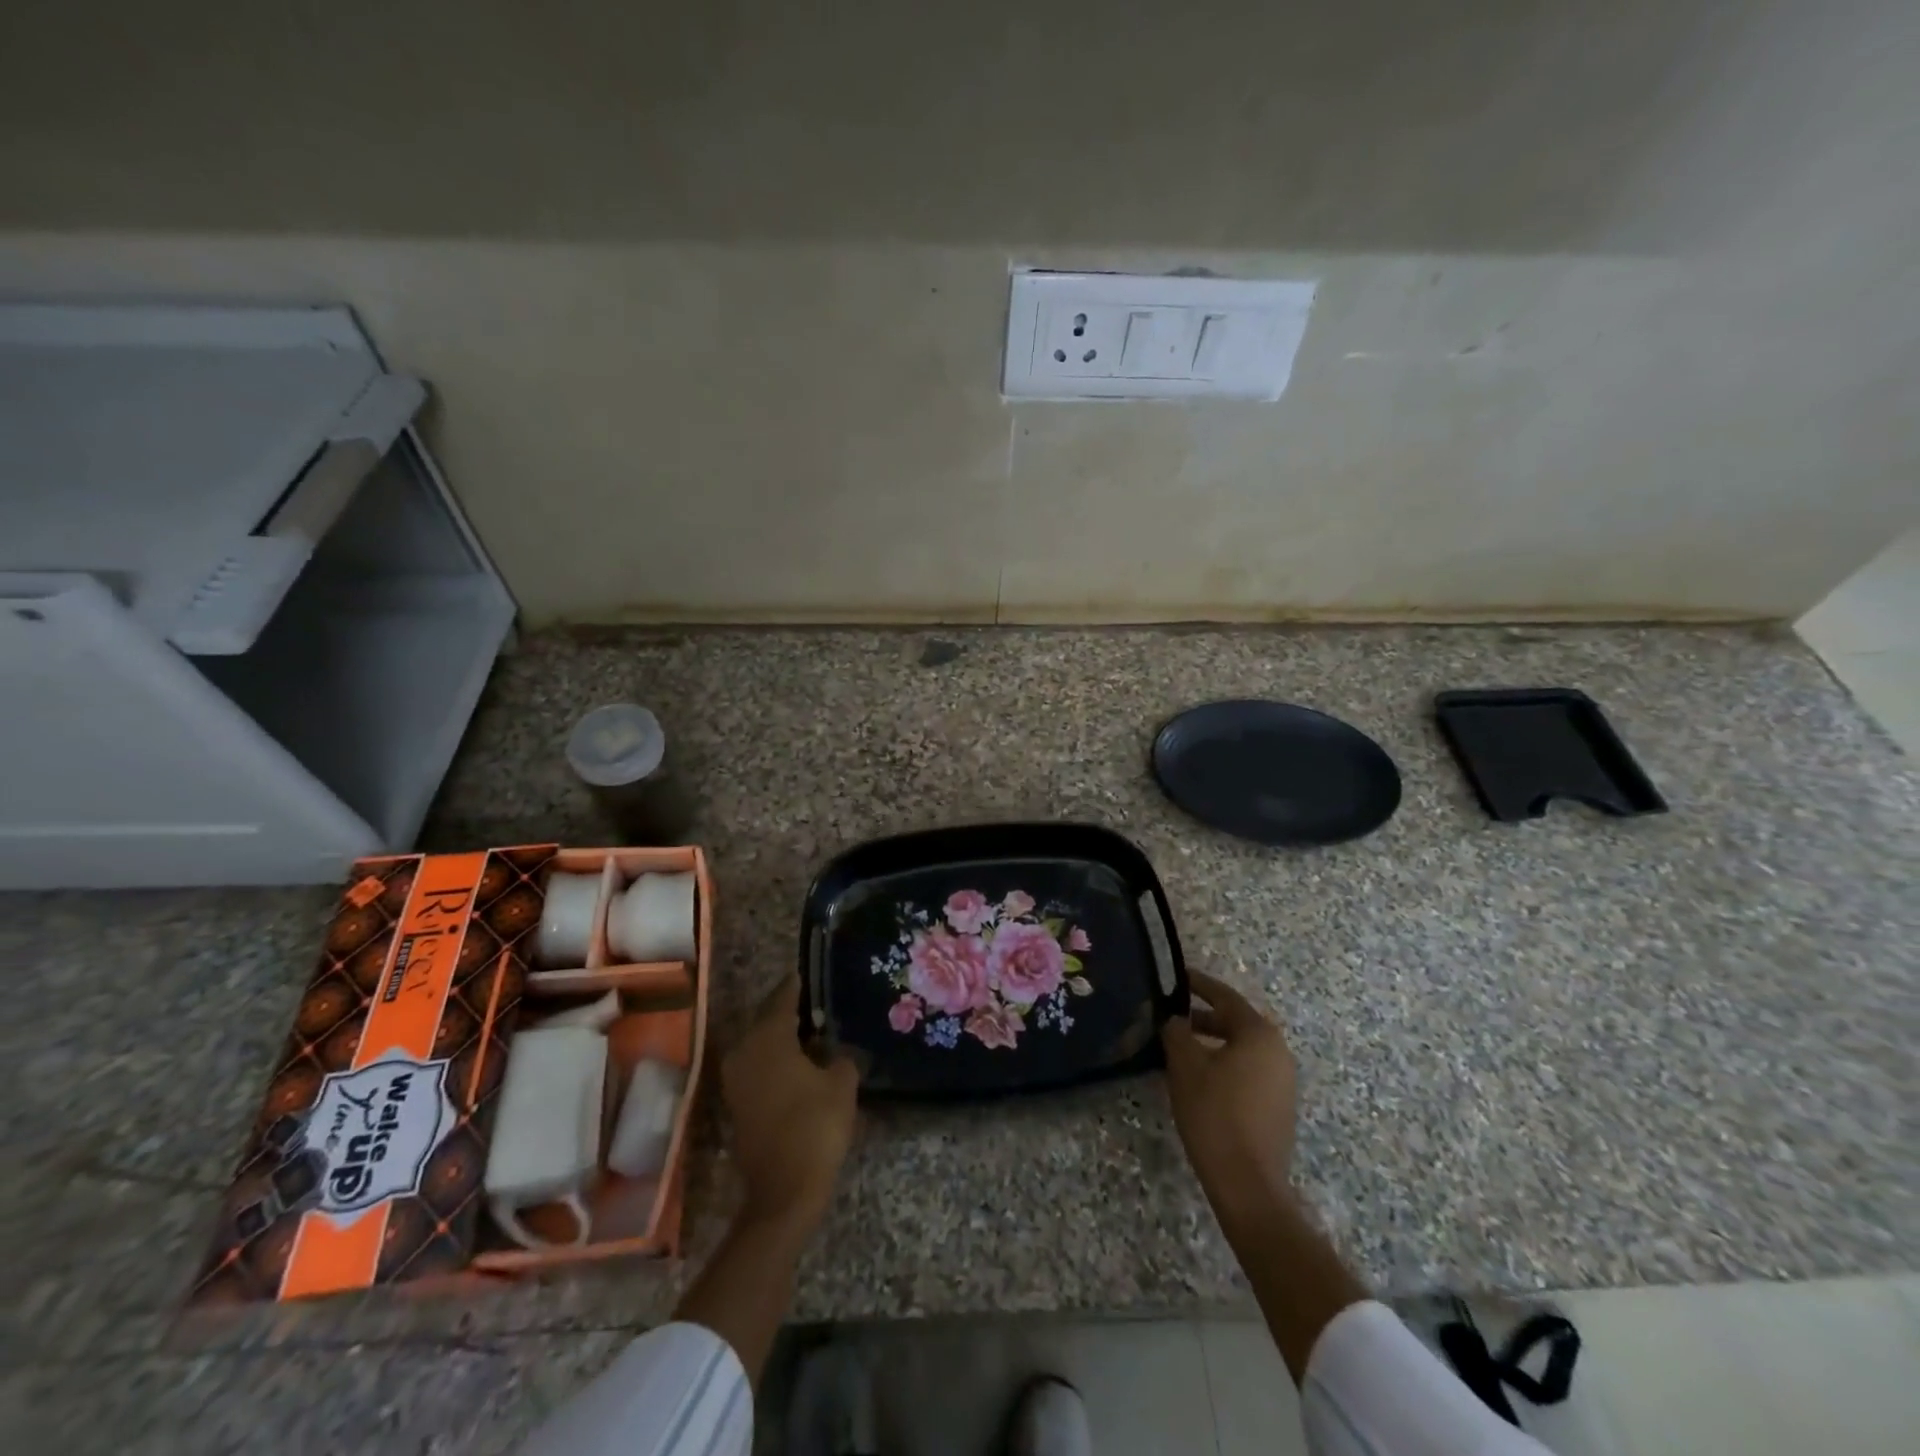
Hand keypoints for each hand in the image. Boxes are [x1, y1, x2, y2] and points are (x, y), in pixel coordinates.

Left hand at [721, 980, 858, 1229]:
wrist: (784, 1191)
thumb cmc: (815, 1127)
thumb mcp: (842, 1084)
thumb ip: (840, 1057)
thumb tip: (834, 1051)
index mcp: (768, 1037)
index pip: (783, 998)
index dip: (798, 985)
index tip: (810, 973)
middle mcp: (745, 1050)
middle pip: (768, 1019)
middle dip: (791, 1011)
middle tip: (818, 1005)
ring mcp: (736, 1079)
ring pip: (761, 1044)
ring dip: (783, 1038)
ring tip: (813, 1034)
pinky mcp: (737, 1103)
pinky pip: (758, 1066)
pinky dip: (776, 1060)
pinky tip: (800, 1063)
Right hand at [1162, 970, 1298, 1229]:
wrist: (1248, 1184)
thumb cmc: (1214, 1113)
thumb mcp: (1185, 1065)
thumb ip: (1176, 1031)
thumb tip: (1175, 1019)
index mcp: (1258, 1033)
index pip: (1224, 996)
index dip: (1197, 984)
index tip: (1176, 976)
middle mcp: (1278, 1051)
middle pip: (1235, 1022)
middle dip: (1201, 1017)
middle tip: (1170, 1017)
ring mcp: (1283, 1081)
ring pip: (1241, 1049)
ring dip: (1212, 1044)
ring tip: (1179, 1049)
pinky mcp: (1279, 1106)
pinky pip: (1248, 1071)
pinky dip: (1224, 1065)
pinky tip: (1199, 1079)